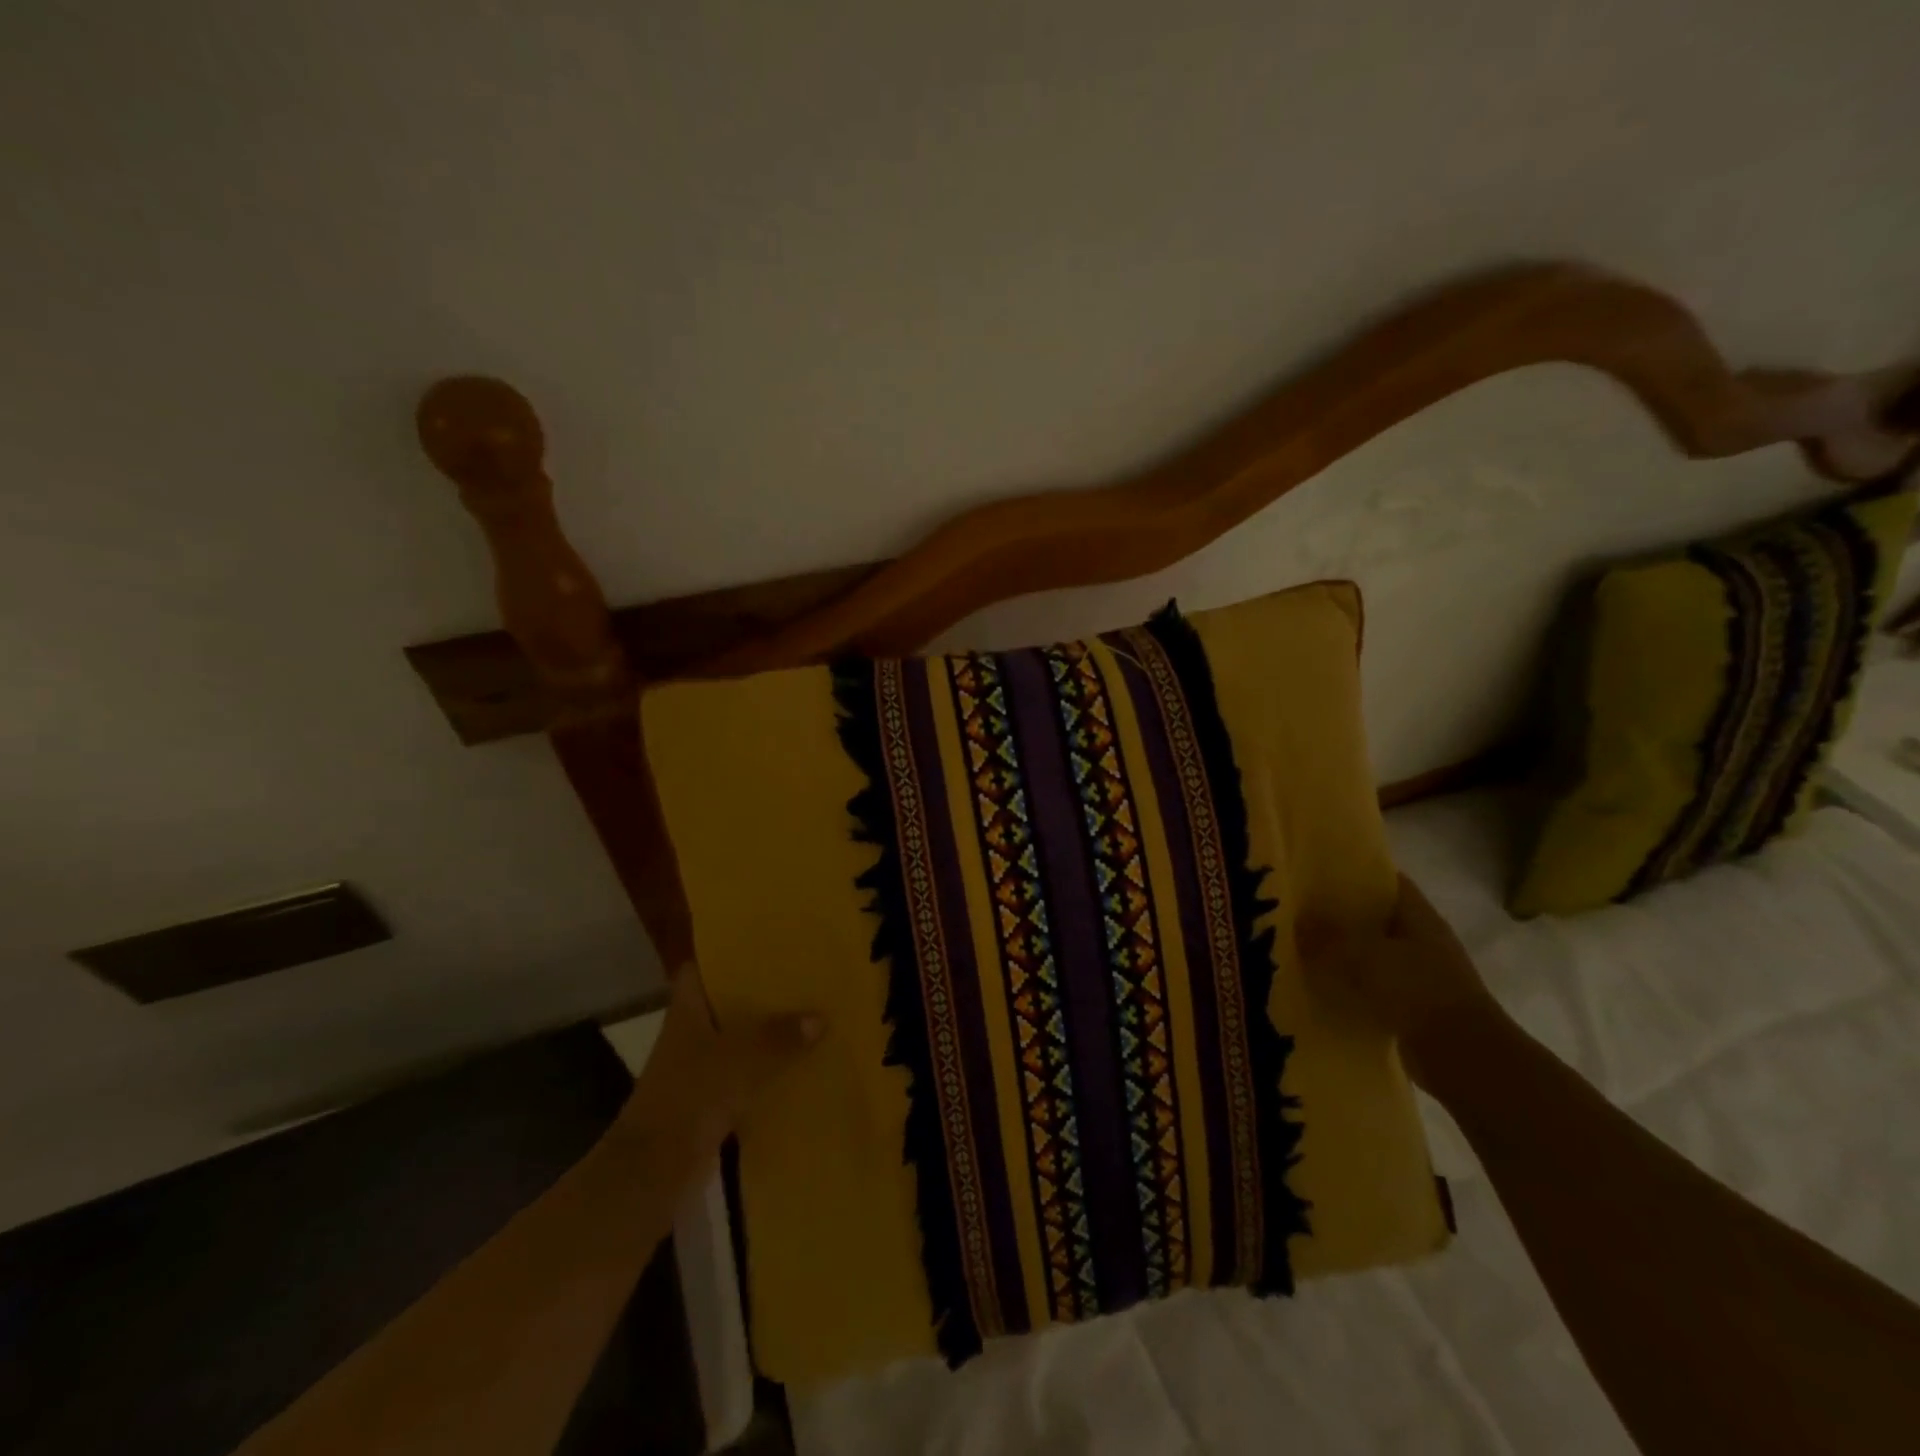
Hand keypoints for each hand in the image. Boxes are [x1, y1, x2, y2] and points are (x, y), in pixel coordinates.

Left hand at [618, 966, 822, 1162]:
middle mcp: (689, 1036)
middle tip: (799, 978)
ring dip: (765, 1036)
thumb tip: (820, 1017)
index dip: (724, 955)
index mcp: (687, 1012)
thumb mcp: (741, 1058)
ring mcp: (697, 1071)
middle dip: (758, 995)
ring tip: (808, 1018)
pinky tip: (798, 1068)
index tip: (761, 946)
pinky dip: (765, 1073)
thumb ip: (779, 1036)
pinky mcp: (708, 1104)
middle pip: (724, 1005)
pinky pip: (744, 1078)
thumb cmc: (690, 1096)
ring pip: (736, 1043)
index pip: (699, 970)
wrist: (653, 1171)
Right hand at [1296, 873, 1498, 1085]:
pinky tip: (1318, 985)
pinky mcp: (1412, 1005)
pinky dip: (1350, 985)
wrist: (1464, 1058)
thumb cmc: (1418, 991)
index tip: (1314, 871)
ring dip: (1342, 952)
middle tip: (1296, 909)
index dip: (1353, 872)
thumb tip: (1296, 918)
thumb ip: (1328, 936)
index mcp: (1419, 915)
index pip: (1385, 880)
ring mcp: (1420, 974)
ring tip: (1299, 946)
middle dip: (1339, 913)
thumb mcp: (1364, 956)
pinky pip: (1372, 985)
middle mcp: (1422, 939)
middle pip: (1375, 916)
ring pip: (1371, 952)